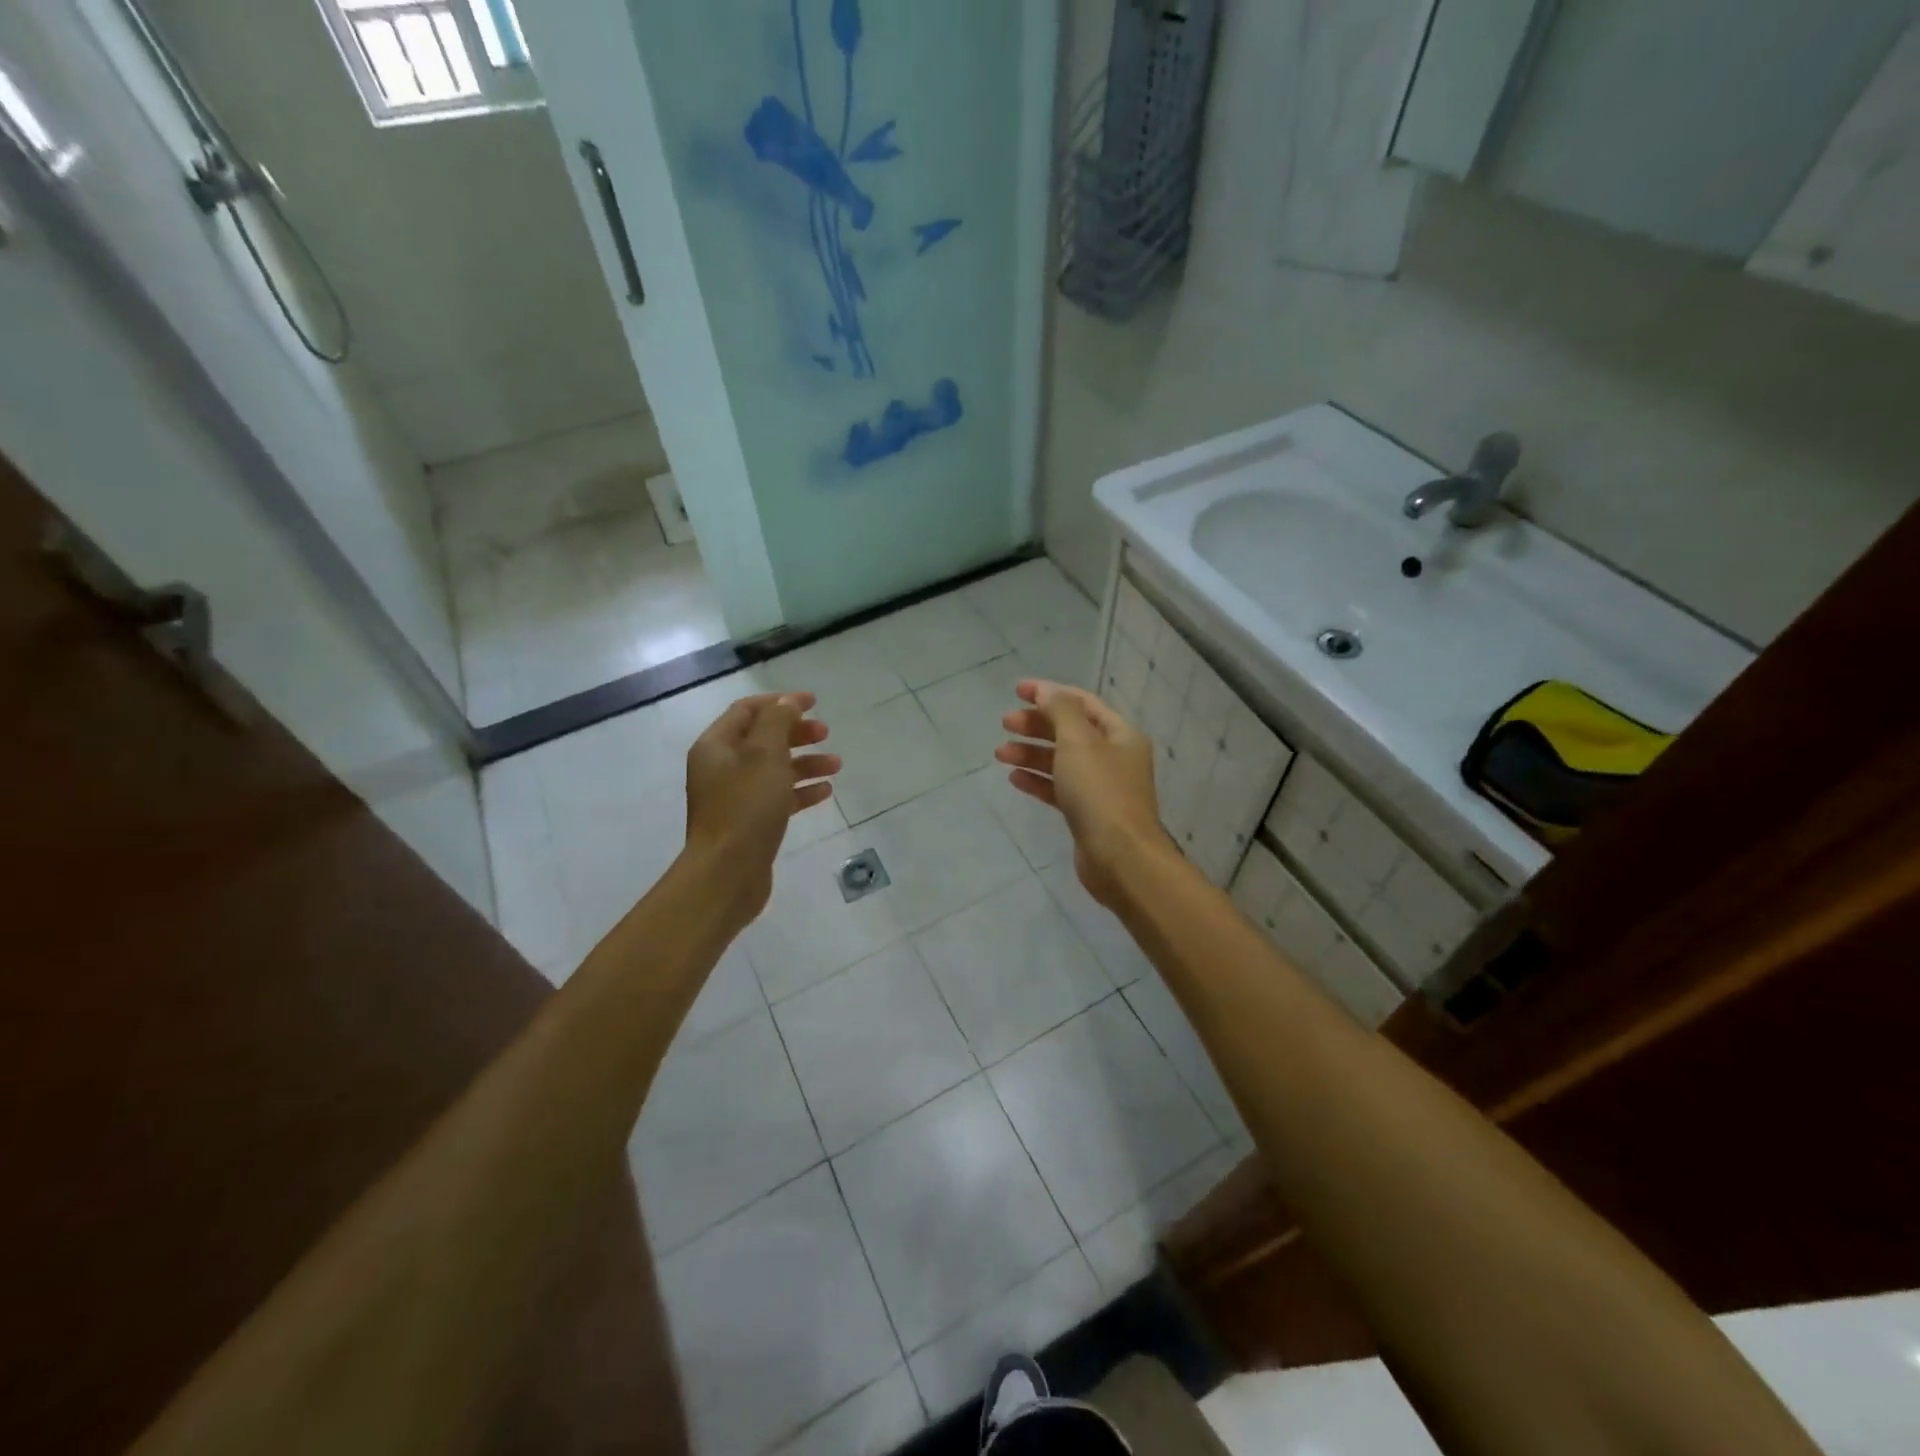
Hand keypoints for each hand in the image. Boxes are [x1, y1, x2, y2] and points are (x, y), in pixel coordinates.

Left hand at [684, 692, 838, 925]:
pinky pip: (777, 797)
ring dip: (804, 763)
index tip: (814, 702)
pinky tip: (825, 792)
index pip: (748, 710)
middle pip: (762, 739)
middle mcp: (721, 768)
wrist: (728, 873)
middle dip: (796, 732)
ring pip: (774, 769)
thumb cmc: (746, 807)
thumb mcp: (764, 755)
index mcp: (716, 746)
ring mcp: (734, 797)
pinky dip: (800, 791)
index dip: (781, 702)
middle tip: (826, 733)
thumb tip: (787, 702)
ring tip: (836, 765)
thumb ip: (777, 722)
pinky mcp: (749, 822)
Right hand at [996, 680, 1166, 907]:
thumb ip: (1060, 711)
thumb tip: (1045, 690)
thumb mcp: (1078, 742)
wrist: (1120, 858)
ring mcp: (1101, 787)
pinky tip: (1015, 779)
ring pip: (1061, 761)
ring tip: (1000, 753)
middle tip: (1005, 723)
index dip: (1049, 693)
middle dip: (1037, 724)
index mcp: (1120, 734)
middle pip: (1070, 731)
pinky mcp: (1087, 813)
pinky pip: (1059, 788)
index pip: (1081, 703)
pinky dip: (1037, 780)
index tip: (1016, 691)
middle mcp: (1114, 757)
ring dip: (1031, 753)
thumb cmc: (1100, 793)